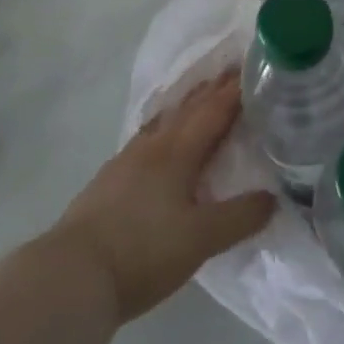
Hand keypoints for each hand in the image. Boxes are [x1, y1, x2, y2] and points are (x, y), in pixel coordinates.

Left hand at [48, 75, 276, 323]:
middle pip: (187, 110)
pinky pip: (146, 140)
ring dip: (185, 106)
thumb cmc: (142, 251)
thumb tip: (272, 198)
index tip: (253, 67)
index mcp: (178, 152)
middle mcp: (152, 147)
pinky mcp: (108, 182)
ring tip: (198, 97)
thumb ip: (239, 217)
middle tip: (233, 72)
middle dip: (212, 90)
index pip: (213, 111)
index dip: (234, 91)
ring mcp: (125, 162)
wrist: (71, 276)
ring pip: (163, 122)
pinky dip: (163, 129)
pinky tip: (159, 142)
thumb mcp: (200, 239)